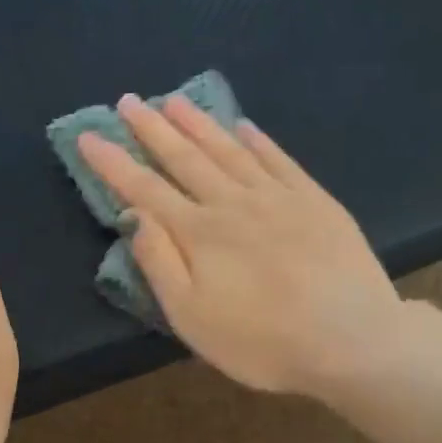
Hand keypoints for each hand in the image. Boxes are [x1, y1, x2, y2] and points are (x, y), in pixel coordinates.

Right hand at [76, 95, 402, 396]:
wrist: (352, 340)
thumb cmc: (262, 342)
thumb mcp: (193, 318)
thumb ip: (160, 263)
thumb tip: (134, 215)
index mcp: (199, 233)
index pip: (145, 189)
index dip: (114, 162)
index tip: (89, 135)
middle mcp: (233, 203)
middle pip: (185, 158)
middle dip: (152, 129)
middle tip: (129, 101)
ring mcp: (278, 197)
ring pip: (228, 150)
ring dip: (198, 124)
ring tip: (174, 101)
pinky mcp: (315, 200)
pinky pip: (278, 159)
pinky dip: (257, 140)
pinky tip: (243, 126)